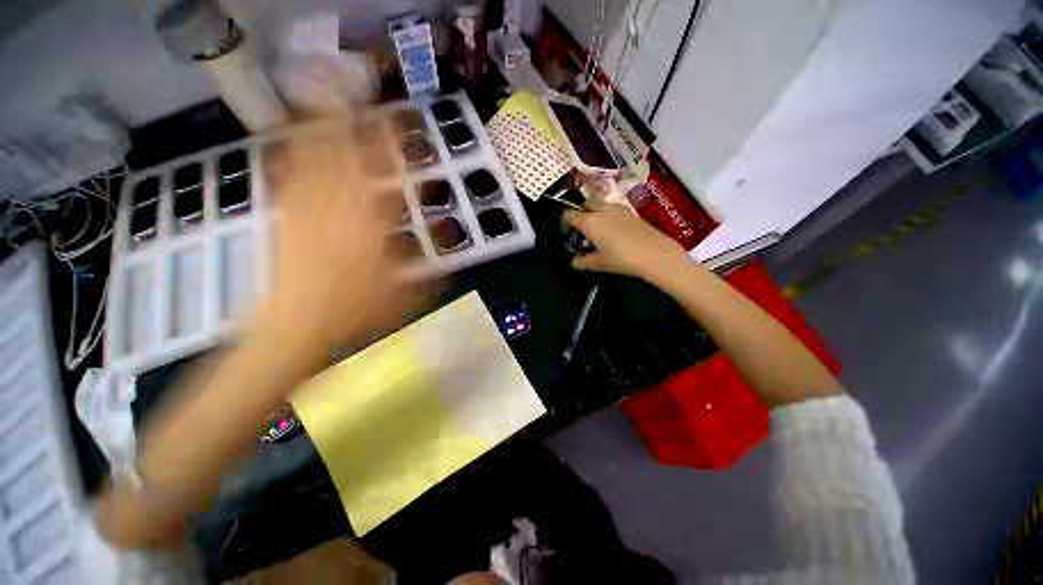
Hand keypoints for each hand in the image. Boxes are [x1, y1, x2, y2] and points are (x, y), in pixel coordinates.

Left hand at [255, 117, 423, 352]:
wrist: (298, 324)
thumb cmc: (357, 309)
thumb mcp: (407, 290)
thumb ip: (429, 261)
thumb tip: (447, 237)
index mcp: (371, 222)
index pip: (384, 174)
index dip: (390, 143)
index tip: (396, 121)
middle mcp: (338, 207)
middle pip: (342, 153)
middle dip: (349, 120)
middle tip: (354, 94)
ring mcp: (307, 209)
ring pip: (312, 158)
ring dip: (321, 129)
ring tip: (325, 103)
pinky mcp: (286, 219)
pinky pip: (287, 178)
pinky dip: (291, 156)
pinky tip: (292, 144)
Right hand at [563, 200, 690, 282]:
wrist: (654, 253)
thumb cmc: (621, 258)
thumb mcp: (598, 263)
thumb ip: (582, 262)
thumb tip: (574, 262)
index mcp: (589, 222)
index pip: (570, 215)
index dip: (565, 222)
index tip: (567, 231)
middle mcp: (602, 211)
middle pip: (586, 204)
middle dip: (581, 212)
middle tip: (582, 228)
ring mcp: (618, 209)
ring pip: (601, 204)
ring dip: (596, 212)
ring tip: (598, 228)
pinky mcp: (631, 212)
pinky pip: (614, 209)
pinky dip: (609, 215)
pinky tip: (614, 229)